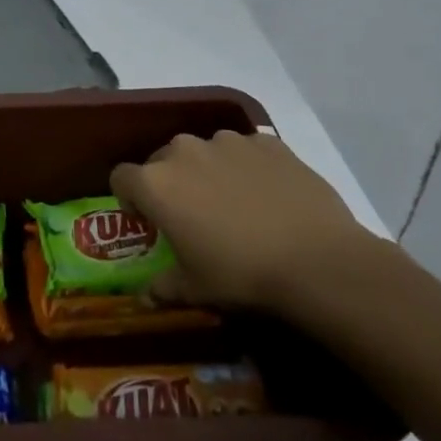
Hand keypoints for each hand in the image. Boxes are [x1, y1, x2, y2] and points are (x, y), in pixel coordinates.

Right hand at [110, 129, 390, 314]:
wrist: (318, 262)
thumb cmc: (241, 275)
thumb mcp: (196, 289)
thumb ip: (164, 287)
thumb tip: (145, 298)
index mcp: (156, 184)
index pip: (121, 178)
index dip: (130, 199)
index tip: (149, 221)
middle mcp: (184, 151)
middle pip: (162, 160)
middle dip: (170, 183)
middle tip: (193, 215)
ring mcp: (228, 142)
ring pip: (204, 151)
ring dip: (208, 170)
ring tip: (234, 203)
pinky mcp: (267, 142)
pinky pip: (245, 150)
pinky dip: (247, 167)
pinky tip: (267, 195)